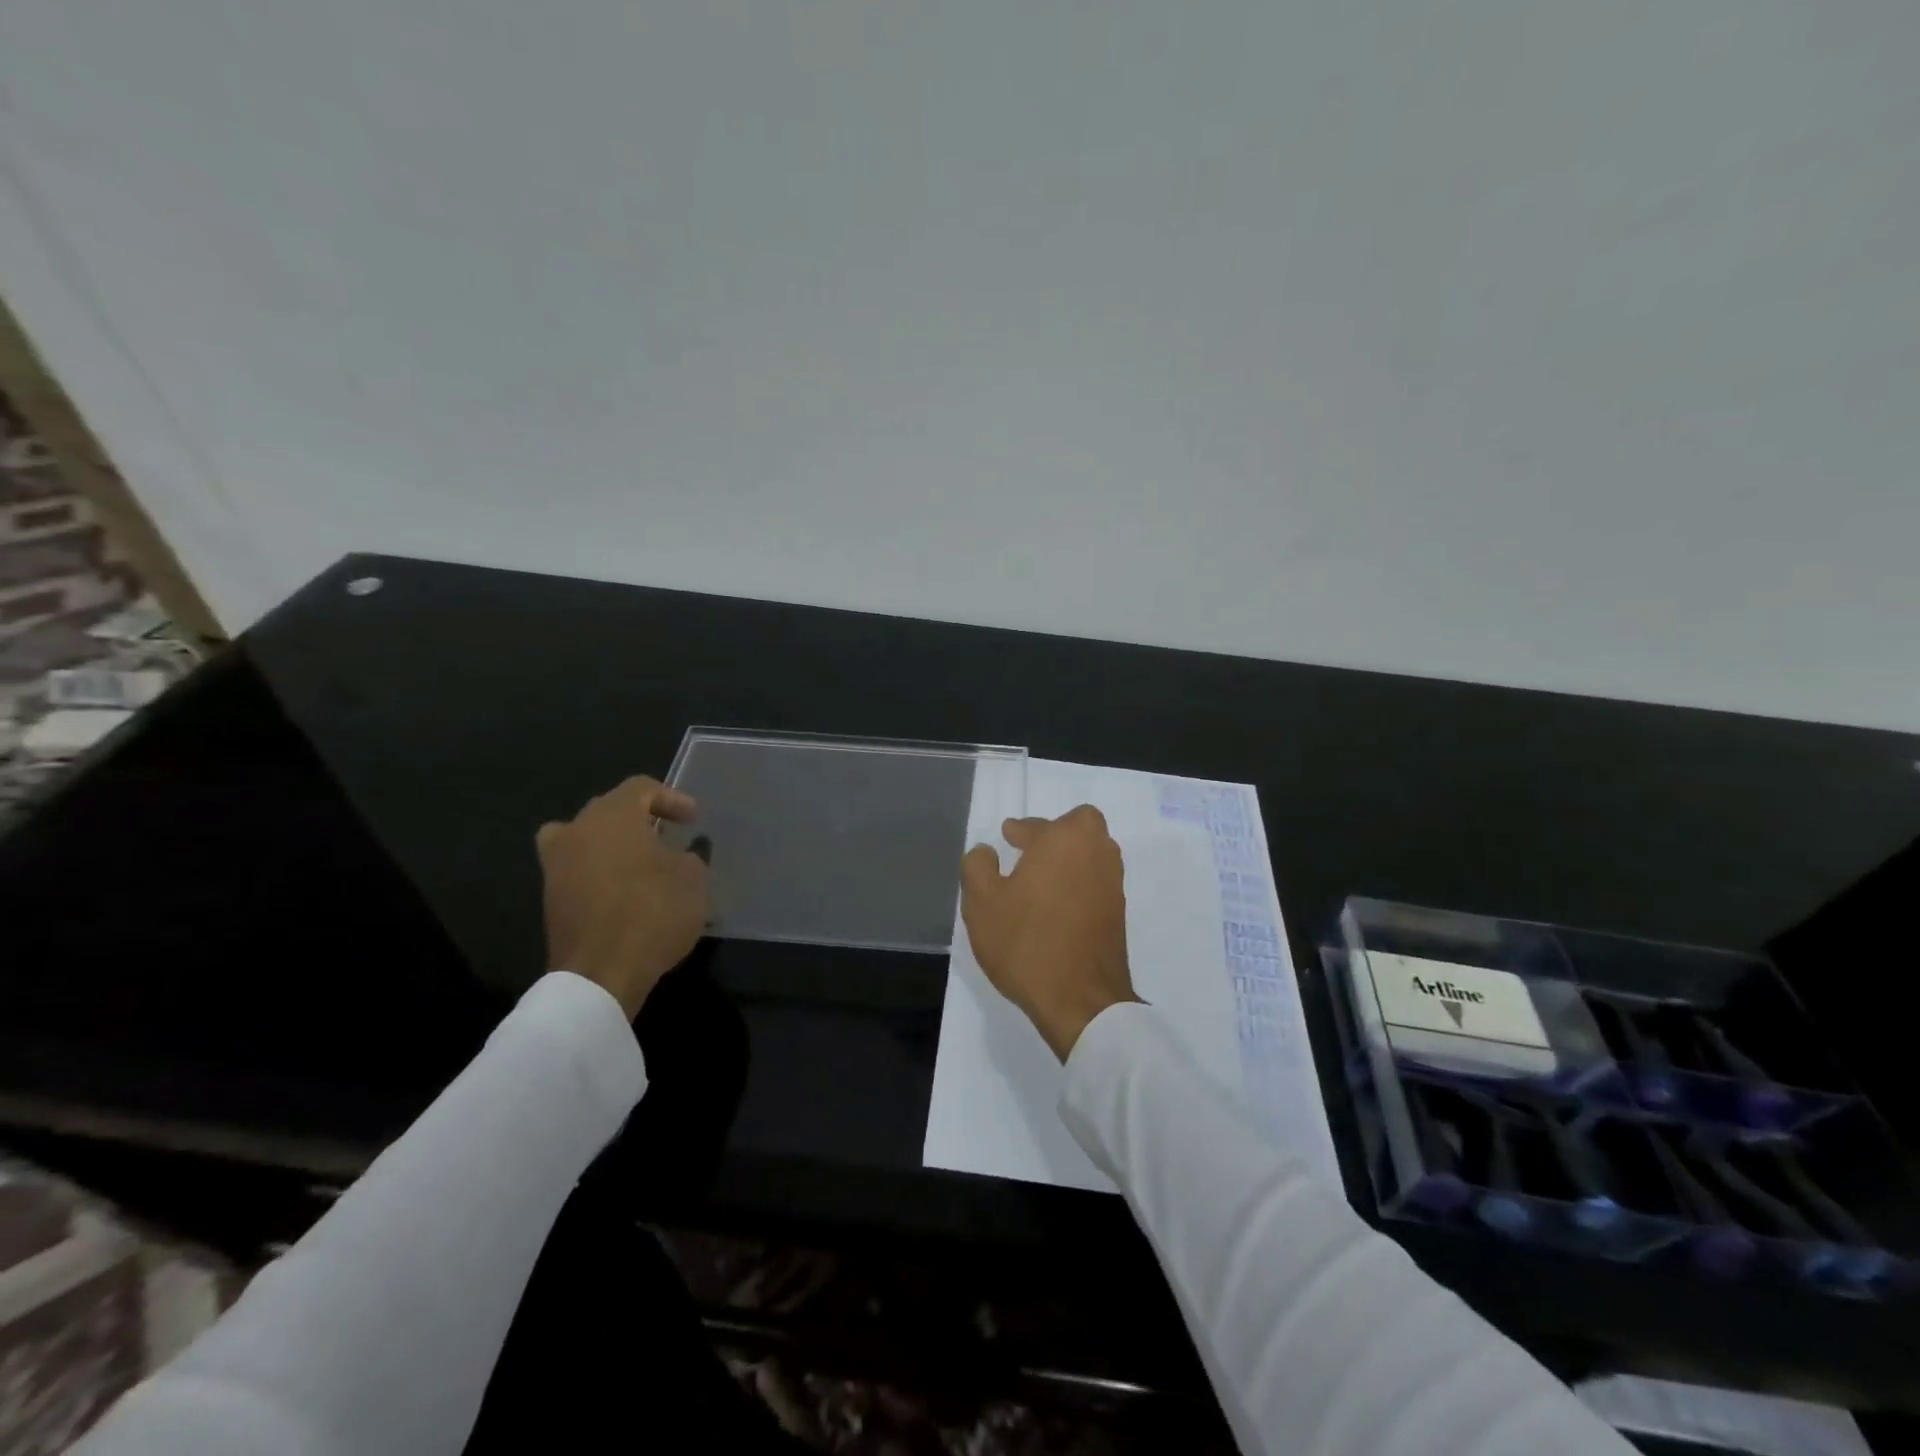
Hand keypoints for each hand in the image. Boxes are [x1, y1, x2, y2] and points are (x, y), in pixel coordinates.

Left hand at [537, 776, 709, 1018]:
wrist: (602, 973)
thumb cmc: (653, 912)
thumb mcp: (693, 878)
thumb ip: (688, 857)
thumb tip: (678, 856)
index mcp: (612, 816)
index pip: (641, 788)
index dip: (672, 799)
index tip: (693, 821)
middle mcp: (576, 831)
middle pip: (609, 809)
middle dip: (641, 819)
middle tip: (668, 837)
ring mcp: (556, 866)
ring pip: (585, 838)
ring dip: (614, 844)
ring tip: (642, 863)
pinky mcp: (550, 899)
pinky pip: (578, 870)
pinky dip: (599, 872)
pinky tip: (624, 891)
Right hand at [960, 806, 1140, 1060]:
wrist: (1080, 1000)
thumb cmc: (1026, 943)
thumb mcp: (982, 902)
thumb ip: (978, 866)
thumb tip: (986, 851)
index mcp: (1063, 840)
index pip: (1036, 825)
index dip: (1018, 831)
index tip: (1007, 837)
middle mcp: (1095, 852)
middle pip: (1079, 826)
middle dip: (1056, 832)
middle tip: (1031, 850)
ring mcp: (1112, 883)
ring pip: (1093, 852)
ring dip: (1071, 856)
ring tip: (1043, 877)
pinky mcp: (1119, 912)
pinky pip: (1097, 880)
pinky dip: (1080, 881)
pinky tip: (1058, 903)